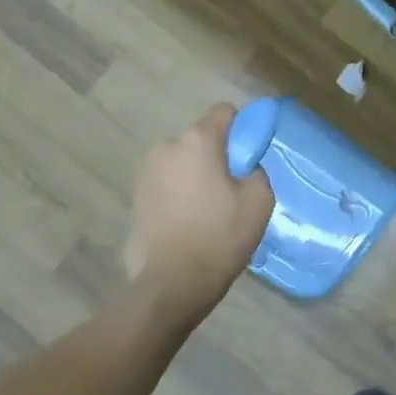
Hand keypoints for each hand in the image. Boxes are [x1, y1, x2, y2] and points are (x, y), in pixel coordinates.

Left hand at [123, 104, 274, 315]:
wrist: (171, 282)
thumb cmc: (219, 237)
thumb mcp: (259, 202)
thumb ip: (257, 171)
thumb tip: (247, 167)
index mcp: (198, 141)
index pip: (224, 112)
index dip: (242, 128)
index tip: (251, 155)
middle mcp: (167, 146)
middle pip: (201, 139)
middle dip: (217, 155)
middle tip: (232, 188)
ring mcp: (146, 171)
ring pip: (182, 161)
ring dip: (196, 174)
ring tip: (208, 209)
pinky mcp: (136, 195)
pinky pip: (167, 182)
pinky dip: (179, 192)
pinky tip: (189, 220)